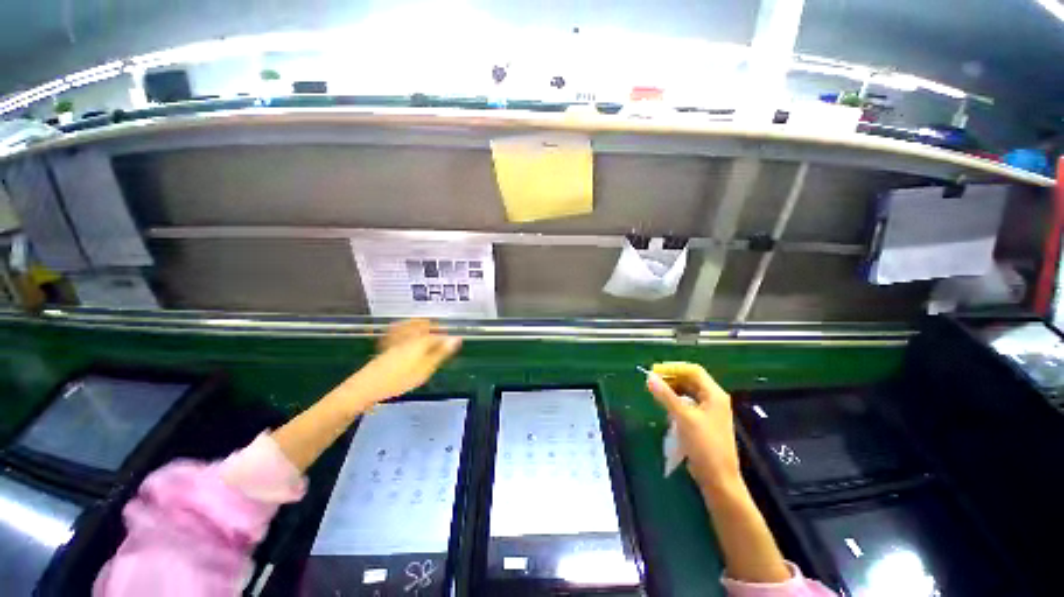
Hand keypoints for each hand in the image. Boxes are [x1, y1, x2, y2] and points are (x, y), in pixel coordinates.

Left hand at [341, 319, 461, 408]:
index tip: (455, 345)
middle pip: (428, 326)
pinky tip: (409, 336)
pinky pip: (402, 330)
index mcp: (422, 339)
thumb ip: (441, 353)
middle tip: (443, 339)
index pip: (441, 335)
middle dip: (437, 329)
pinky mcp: (389, 344)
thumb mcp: (426, 368)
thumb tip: (457, 338)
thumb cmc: (400, 379)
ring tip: (430, 336)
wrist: (368, 385)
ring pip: (415, 327)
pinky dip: (408, 330)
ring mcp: (399, 338)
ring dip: (424, 328)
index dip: (449, 339)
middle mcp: (411, 335)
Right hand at [646, 362, 740, 492]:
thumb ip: (666, 395)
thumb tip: (649, 377)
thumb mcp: (683, 417)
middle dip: (672, 378)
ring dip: (672, 389)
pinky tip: (665, 407)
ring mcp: (709, 411)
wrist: (719, 479)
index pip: (693, 371)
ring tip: (656, 392)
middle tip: (652, 381)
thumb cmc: (704, 445)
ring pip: (688, 392)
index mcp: (714, 394)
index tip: (655, 371)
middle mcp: (713, 399)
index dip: (674, 368)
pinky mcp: (704, 422)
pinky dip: (676, 401)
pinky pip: (688, 404)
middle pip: (691, 380)